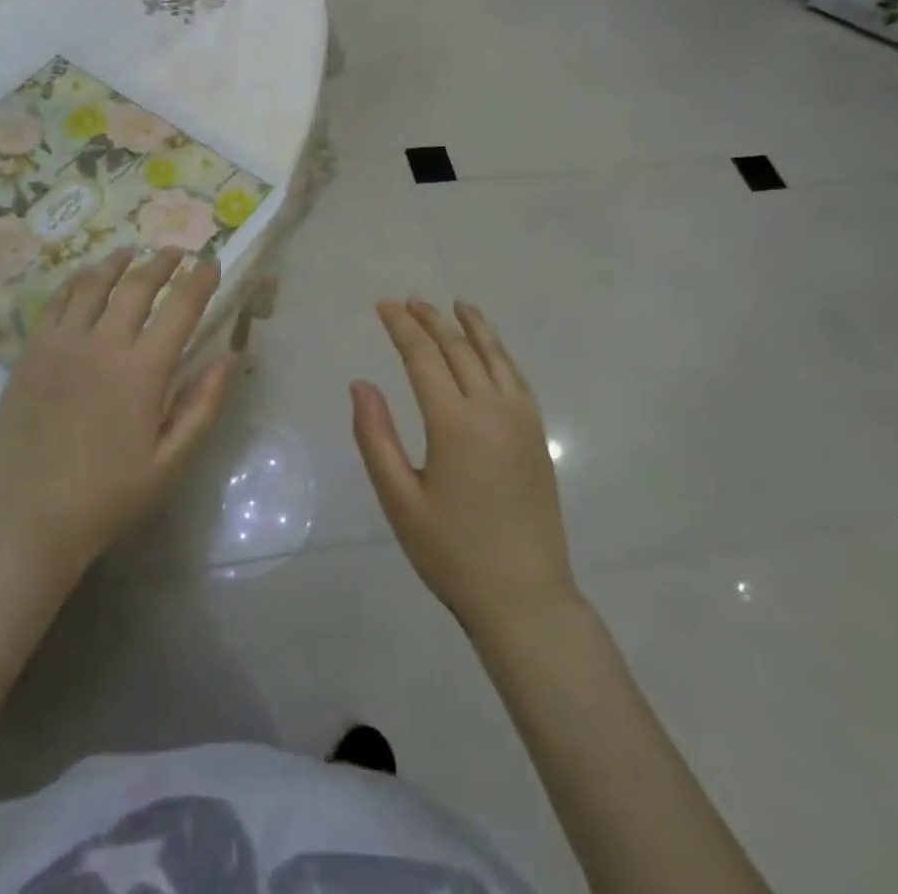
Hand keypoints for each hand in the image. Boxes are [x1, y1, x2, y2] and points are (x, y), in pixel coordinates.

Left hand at [0, 247, 237, 577]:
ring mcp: (60, 345)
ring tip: (132, 252)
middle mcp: (101, 345)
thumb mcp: (170, 462)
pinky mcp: (30, 353)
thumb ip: (203, 405)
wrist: (28, 520)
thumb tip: (231, 356)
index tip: (212, 263)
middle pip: (136, 286)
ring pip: (93, 285)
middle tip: (176, 251)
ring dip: (117, 263)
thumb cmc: (108, 496)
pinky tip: (86, 278)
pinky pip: (56, 302)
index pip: (180, 308)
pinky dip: (76, 281)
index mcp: (141, 372)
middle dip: (161, 263)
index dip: (200, 281)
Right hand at [353, 299, 578, 634]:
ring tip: (456, 304)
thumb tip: (360, 383)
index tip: (383, 305)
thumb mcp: (400, 500)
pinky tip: (492, 350)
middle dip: (431, 319)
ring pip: (495, 356)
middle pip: (459, 348)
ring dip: (473, 326)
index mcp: (454, 422)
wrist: (525, 597)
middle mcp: (491, 409)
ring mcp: (521, 420)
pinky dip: (501, 353)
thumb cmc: (452, 553)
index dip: (401, 327)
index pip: (423, 356)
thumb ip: (376, 437)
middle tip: (410, 300)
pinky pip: (517, 378)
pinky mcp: (537, 436)